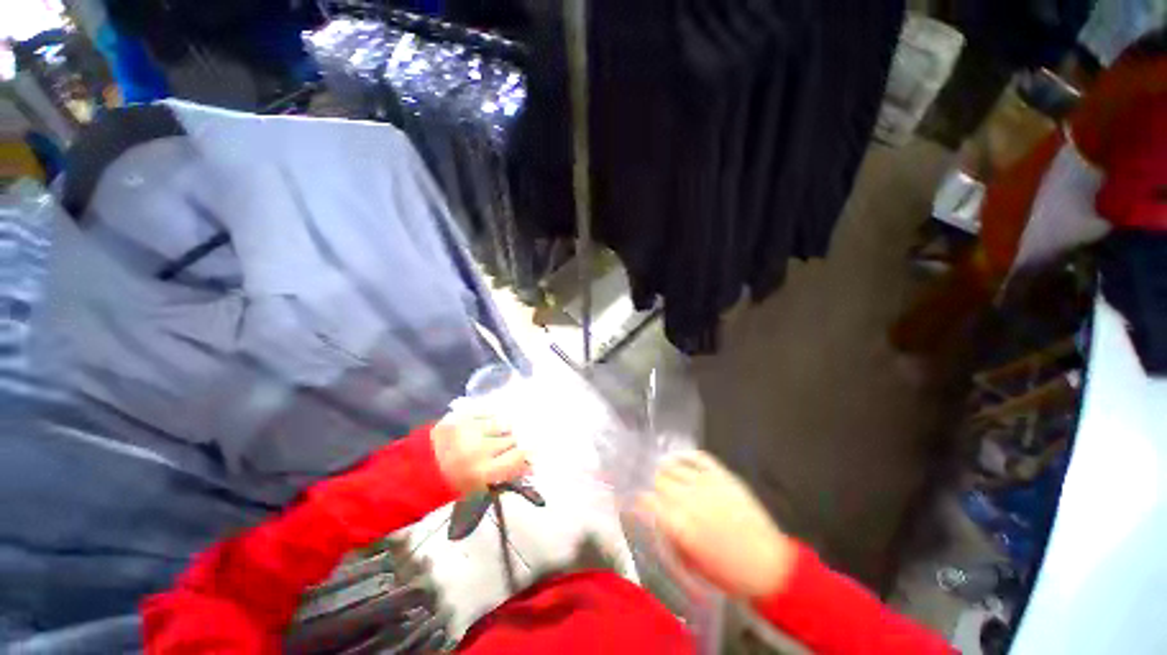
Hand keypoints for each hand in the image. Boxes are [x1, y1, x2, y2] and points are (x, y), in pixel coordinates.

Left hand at [432, 413, 530, 494]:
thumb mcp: (476, 489)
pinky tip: (486, 425)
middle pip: (512, 439)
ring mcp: (470, 429)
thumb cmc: (446, 485)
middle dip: (513, 443)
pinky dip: (491, 418)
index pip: (518, 458)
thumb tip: (529, 464)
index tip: (530, 454)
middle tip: (507, 447)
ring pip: (503, 422)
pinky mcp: (461, 416)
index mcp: (482, 472)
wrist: (410, 471)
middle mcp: (479, 448)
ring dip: (503, 429)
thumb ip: (503, 475)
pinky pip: (488, 412)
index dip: (527, 455)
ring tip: (495, 434)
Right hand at [636, 451, 795, 598]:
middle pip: (658, 479)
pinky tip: (679, 458)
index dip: (637, 499)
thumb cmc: (728, 573)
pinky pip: (699, 457)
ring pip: (674, 466)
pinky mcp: (724, 476)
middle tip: (651, 488)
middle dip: (651, 484)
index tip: (634, 499)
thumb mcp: (690, 562)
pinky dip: (686, 455)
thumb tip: (654, 517)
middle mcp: (688, 498)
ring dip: (665, 470)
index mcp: (678, 524)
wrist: (769, 566)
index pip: (646, 500)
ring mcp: (707, 483)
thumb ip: (669, 535)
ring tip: (663, 473)